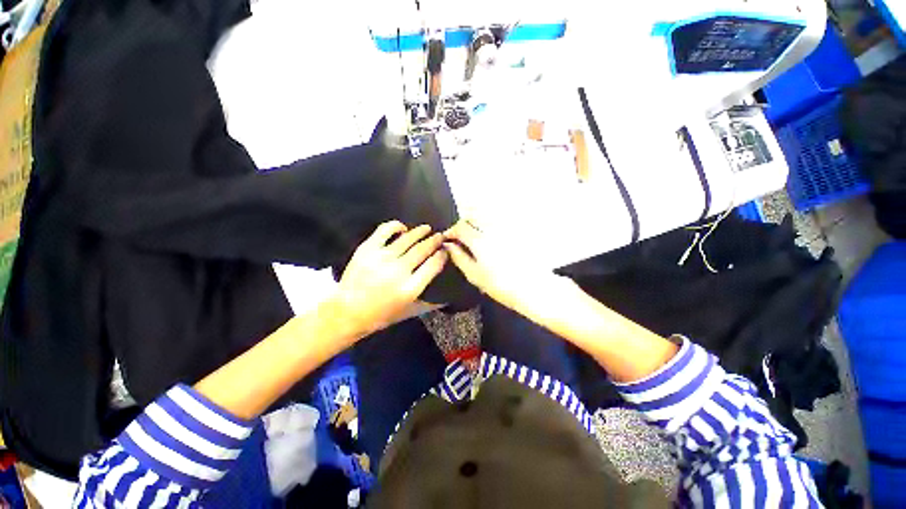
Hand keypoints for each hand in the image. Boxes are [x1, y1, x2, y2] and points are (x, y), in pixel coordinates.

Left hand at [334, 221, 447, 337]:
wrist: (347, 312)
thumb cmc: (381, 315)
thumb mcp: (409, 312)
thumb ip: (430, 304)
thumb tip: (448, 297)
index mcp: (410, 288)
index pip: (433, 264)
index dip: (442, 254)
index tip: (445, 250)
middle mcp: (399, 270)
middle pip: (423, 249)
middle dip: (435, 240)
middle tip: (441, 236)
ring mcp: (382, 257)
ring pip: (408, 238)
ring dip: (421, 231)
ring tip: (427, 229)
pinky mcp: (367, 249)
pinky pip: (385, 230)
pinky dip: (396, 226)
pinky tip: (403, 228)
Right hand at [443, 220, 569, 315]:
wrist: (532, 287)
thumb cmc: (500, 285)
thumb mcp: (474, 275)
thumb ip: (459, 257)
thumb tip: (448, 245)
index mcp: (479, 241)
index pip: (460, 227)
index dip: (451, 231)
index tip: (448, 238)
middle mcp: (492, 229)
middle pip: (473, 215)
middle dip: (463, 223)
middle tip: (460, 235)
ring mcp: (506, 228)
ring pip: (485, 215)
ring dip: (475, 220)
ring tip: (473, 233)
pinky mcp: (516, 230)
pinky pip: (498, 220)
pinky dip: (489, 222)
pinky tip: (489, 234)